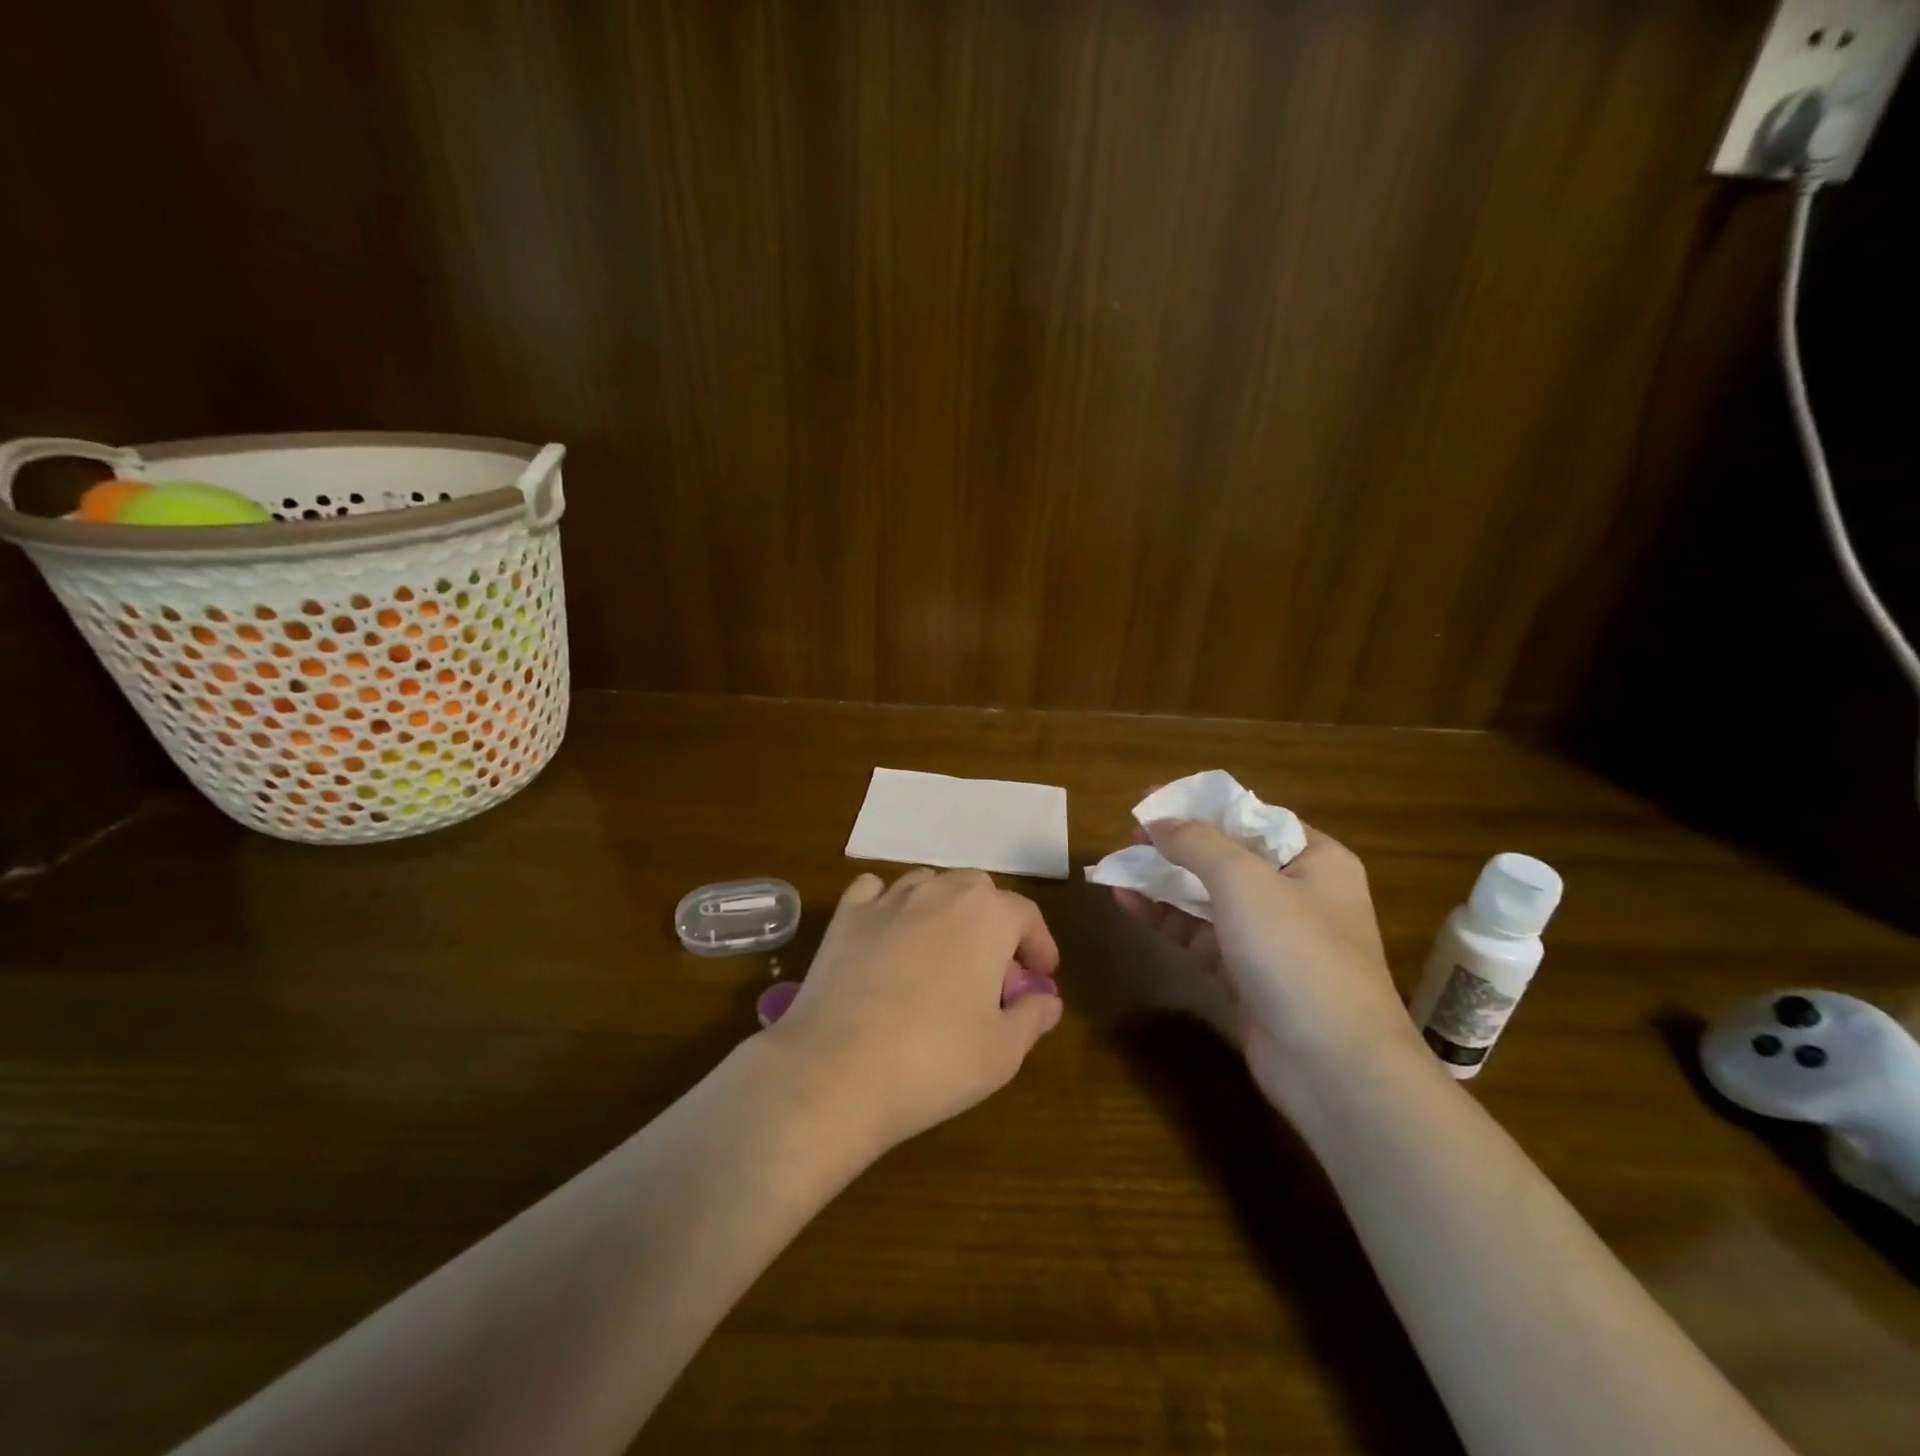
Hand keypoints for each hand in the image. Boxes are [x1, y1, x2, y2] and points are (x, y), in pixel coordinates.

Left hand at [762, 869, 1064, 1152]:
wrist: (837, 1071)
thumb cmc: (934, 1060)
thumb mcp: (1003, 1051)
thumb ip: (1033, 1017)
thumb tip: (1048, 999)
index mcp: (987, 915)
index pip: (1026, 915)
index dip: (1039, 945)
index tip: (1040, 977)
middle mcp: (939, 891)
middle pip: (978, 891)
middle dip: (993, 922)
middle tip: (993, 968)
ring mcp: (888, 900)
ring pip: (928, 884)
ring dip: (945, 909)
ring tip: (943, 949)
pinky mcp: (846, 917)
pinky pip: (874, 891)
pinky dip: (888, 903)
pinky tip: (889, 932)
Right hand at [1113, 817, 1423, 1112]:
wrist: (1332, 1065)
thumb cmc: (1296, 953)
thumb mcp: (1245, 880)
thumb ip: (1197, 842)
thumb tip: (1158, 821)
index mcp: (1316, 859)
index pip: (1252, 817)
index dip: (1201, 806)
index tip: (1153, 800)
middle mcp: (1297, 892)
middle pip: (1227, 856)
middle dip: (1178, 843)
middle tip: (1130, 833)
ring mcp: (1271, 937)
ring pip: (1209, 896)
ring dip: (1165, 880)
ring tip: (1118, 864)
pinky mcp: (1246, 973)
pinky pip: (1200, 933)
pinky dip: (1166, 916)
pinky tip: (1127, 901)